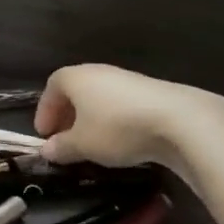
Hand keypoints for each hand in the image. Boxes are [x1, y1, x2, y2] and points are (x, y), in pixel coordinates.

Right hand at [35, 64, 223, 169]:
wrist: (178, 121)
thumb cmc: (116, 128)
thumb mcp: (82, 145)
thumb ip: (61, 148)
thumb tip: (47, 150)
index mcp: (76, 78)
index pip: (52, 87)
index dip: (45, 110)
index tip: (44, 134)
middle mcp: (99, 72)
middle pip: (76, 91)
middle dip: (67, 115)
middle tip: (65, 140)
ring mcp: (128, 80)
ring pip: (100, 98)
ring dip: (91, 119)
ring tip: (92, 144)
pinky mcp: (151, 92)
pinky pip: (121, 105)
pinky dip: (113, 120)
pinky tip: (120, 140)